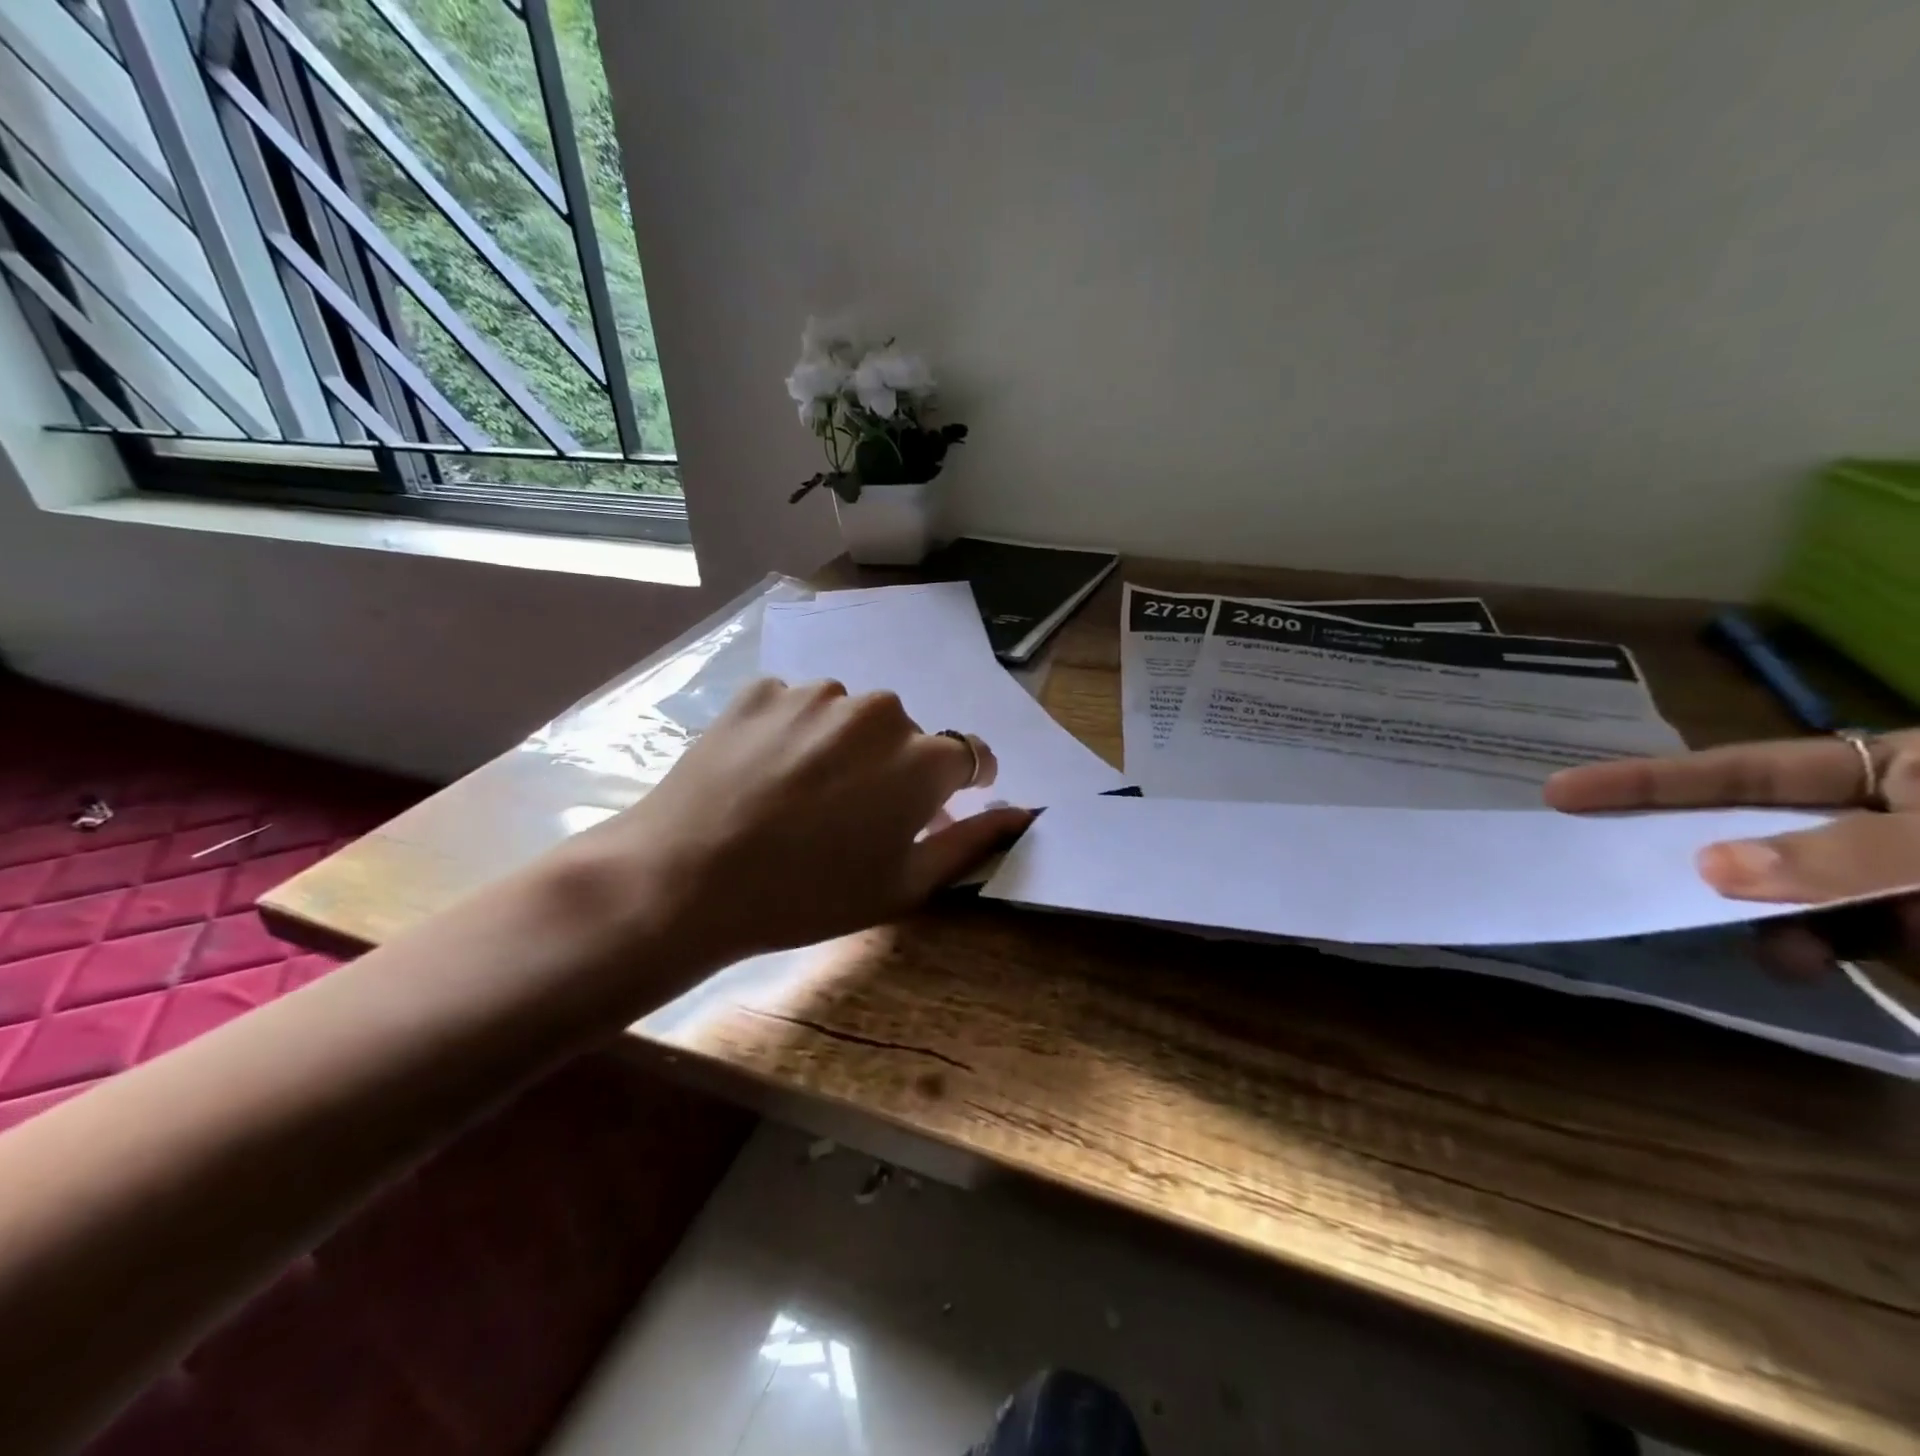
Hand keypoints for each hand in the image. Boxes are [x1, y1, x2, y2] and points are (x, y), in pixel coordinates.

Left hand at [558, 677, 1028, 974]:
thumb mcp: (902, 885)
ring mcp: (814, 694)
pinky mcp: (761, 690)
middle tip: (849, 816)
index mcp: (921, 758)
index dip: (955, 783)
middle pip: (904, 735)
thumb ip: (970, 842)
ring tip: (798, 796)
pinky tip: (761, 775)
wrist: (685, 879)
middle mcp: (877, 710)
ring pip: (848, 718)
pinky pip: (795, 707)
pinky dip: (790, 734)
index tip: (933, 805)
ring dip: (840, 747)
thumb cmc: (807, 896)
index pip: (967, 755)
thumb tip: (1022, 811)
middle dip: (891, 768)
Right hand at [1544, 730, 1919, 973]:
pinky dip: (1801, 951)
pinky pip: (1819, 934)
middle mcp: (1872, 815)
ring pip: (1778, 889)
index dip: (1648, 780)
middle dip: (1691, 852)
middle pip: (1747, 826)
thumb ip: (1839, 856)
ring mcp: (1886, 876)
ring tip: (1779, 949)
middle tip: (1604, 860)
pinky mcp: (1904, 933)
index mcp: (1893, 768)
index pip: (1742, 770)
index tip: (1560, 792)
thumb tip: (1707, 868)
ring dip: (1760, 918)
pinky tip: (1805, 967)